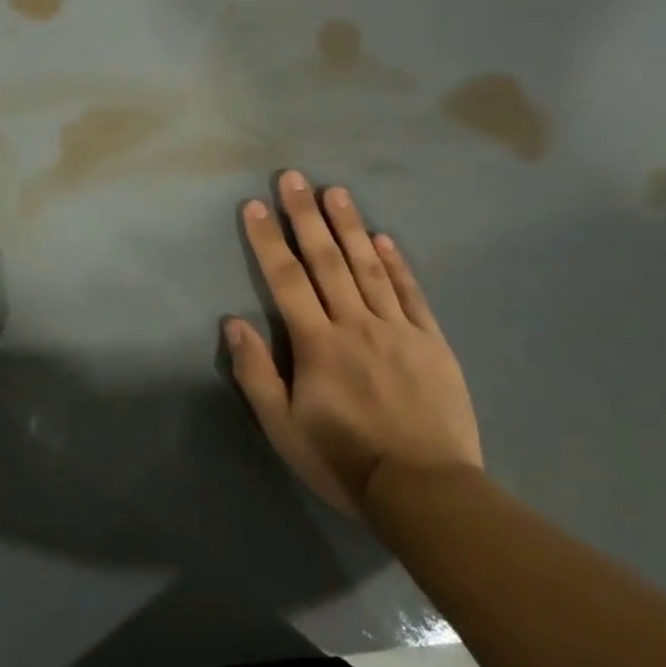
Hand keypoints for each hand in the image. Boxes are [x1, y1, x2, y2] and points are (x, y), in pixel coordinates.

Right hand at [226, 172, 481, 515]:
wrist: (425, 489)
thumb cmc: (343, 460)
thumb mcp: (283, 428)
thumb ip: (257, 373)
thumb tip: (235, 323)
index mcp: (317, 344)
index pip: (286, 280)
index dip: (268, 240)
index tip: (255, 205)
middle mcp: (355, 324)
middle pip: (326, 261)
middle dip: (305, 216)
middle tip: (293, 176)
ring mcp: (397, 329)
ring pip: (369, 267)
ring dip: (349, 226)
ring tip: (335, 191)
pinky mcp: (430, 342)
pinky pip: (410, 293)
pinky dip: (396, 263)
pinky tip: (384, 238)